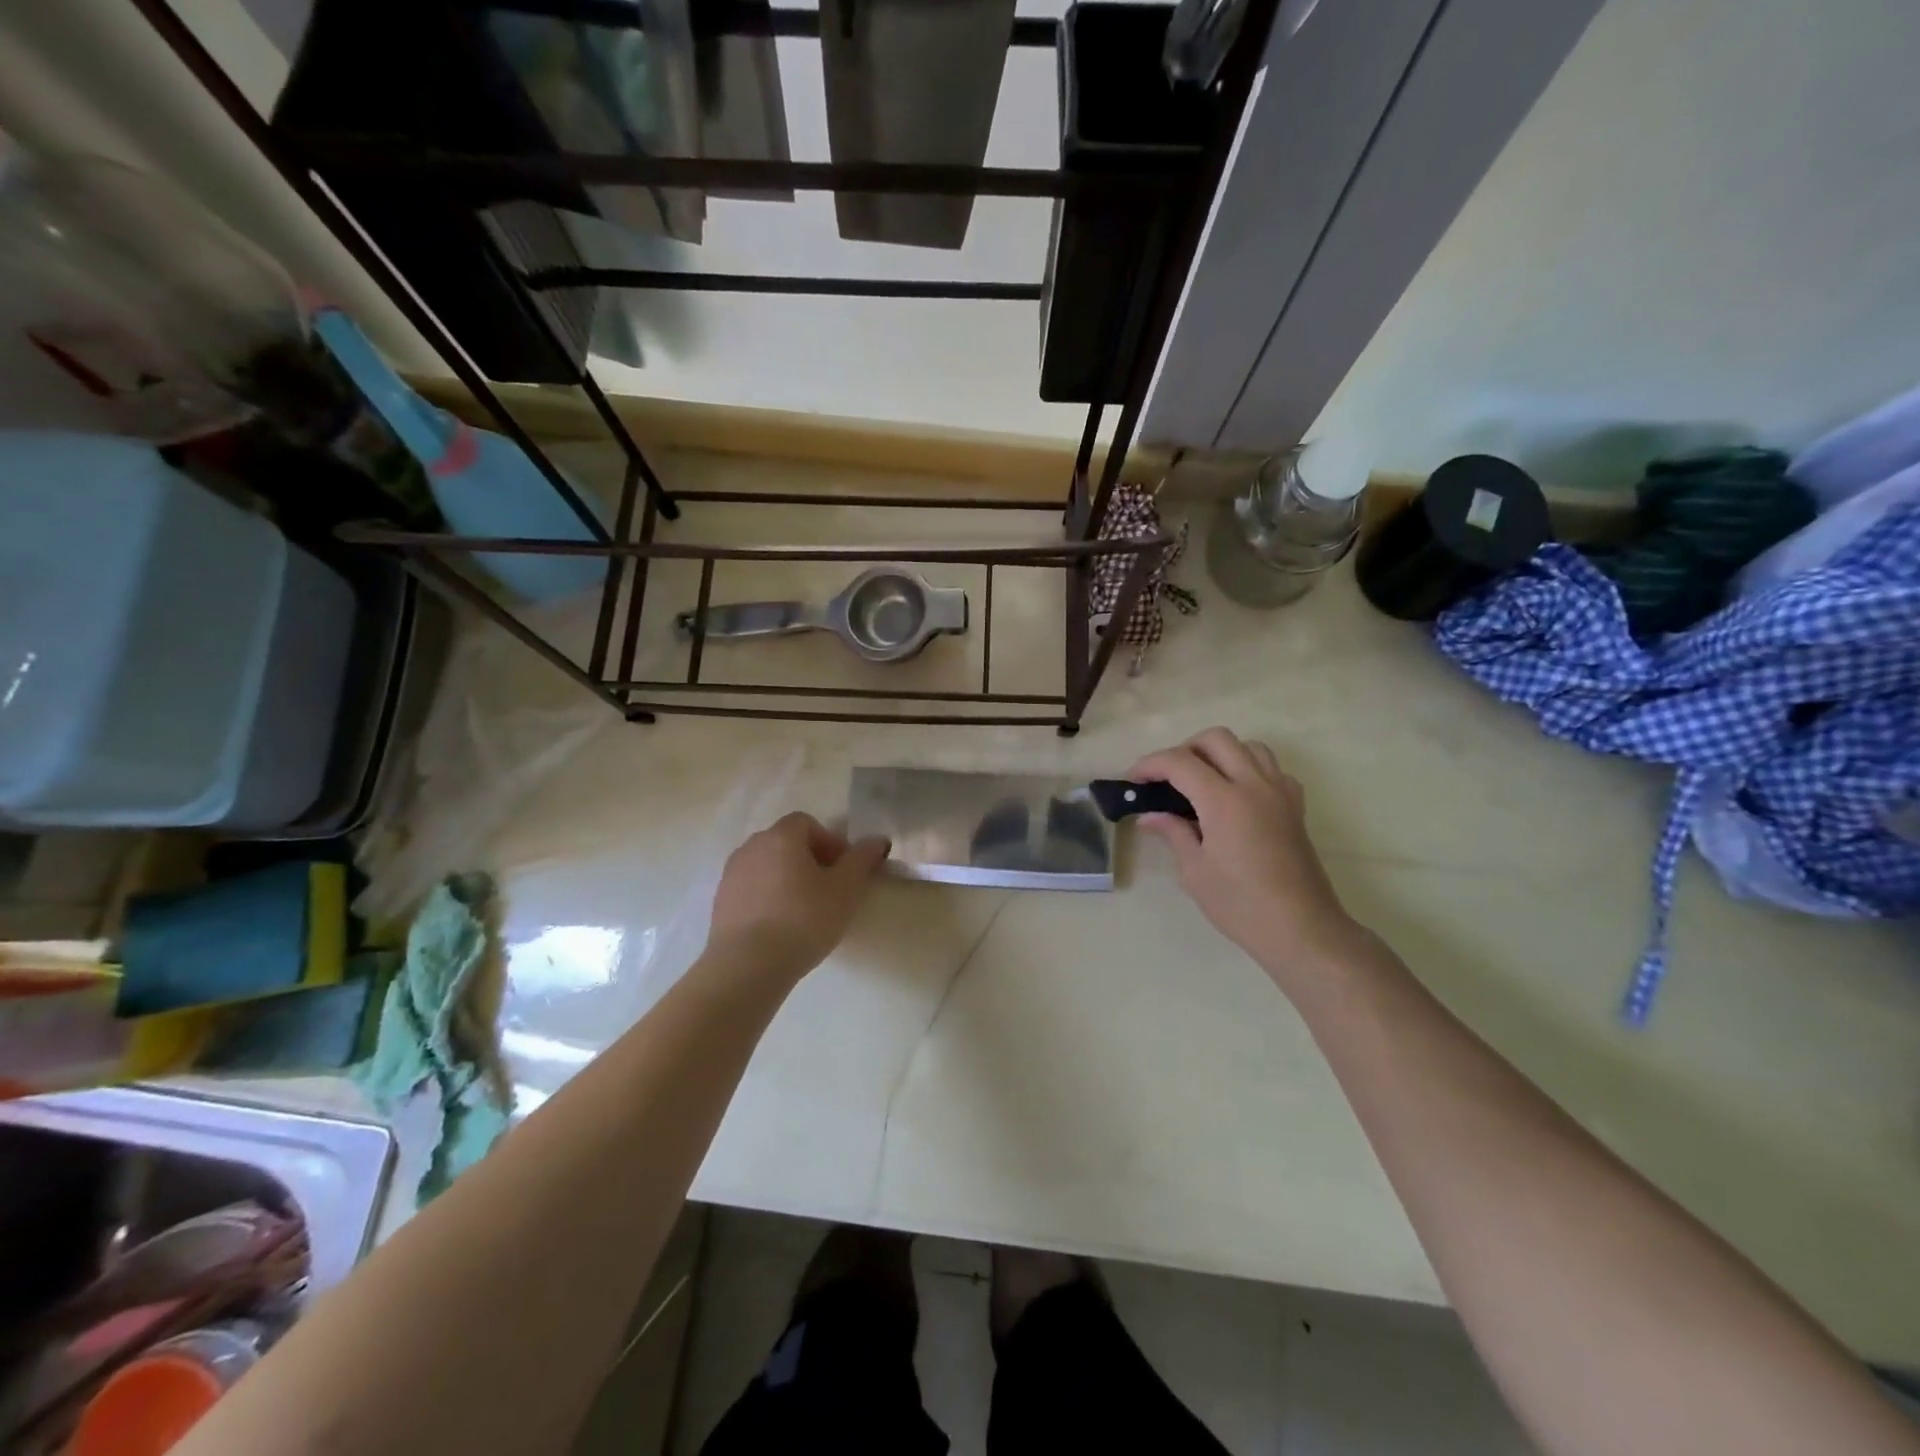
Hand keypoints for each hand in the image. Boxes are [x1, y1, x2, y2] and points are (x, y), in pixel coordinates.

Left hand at [705, 813, 890, 983]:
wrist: (747, 965)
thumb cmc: (803, 919)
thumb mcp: (846, 890)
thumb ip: (862, 860)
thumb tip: (877, 840)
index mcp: (781, 836)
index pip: (807, 823)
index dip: (829, 842)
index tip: (843, 871)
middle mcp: (752, 847)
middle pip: (786, 842)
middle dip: (810, 860)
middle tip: (828, 890)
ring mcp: (731, 874)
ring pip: (767, 866)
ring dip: (787, 879)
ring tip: (804, 911)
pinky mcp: (720, 902)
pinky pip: (751, 889)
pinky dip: (768, 898)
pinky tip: (780, 927)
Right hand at [1130, 728, 1356, 982]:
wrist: (1301, 929)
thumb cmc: (1241, 905)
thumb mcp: (1194, 872)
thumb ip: (1173, 833)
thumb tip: (1149, 817)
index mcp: (1224, 801)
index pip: (1180, 762)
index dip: (1151, 764)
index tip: (1134, 779)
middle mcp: (1254, 785)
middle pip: (1216, 739)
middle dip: (1184, 749)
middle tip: (1167, 777)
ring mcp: (1280, 793)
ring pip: (1248, 746)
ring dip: (1219, 754)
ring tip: (1201, 781)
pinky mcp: (1295, 806)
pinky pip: (1271, 769)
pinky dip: (1249, 769)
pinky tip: (1236, 796)